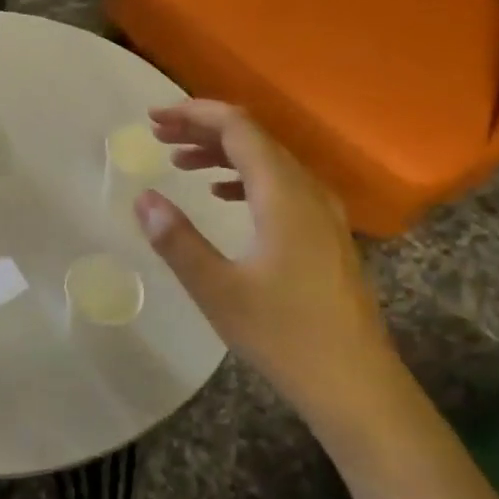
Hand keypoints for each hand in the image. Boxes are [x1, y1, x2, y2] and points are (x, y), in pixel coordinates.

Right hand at [135, 100, 396, 416]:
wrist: (355, 383)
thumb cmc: (283, 335)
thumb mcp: (218, 289)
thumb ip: (178, 240)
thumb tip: (143, 198)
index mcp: (283, 194)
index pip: (238, 128)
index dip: (194, 114)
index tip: (154, 118)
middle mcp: (308, 191)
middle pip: (255, 138)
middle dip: (203, 129)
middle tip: (159, 135)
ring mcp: (322, 212)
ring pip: (269, 161)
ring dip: (223, 153)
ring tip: (180, 162)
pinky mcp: (325, 234)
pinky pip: (281, 186)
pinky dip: (245, 178)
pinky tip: (222, 195)